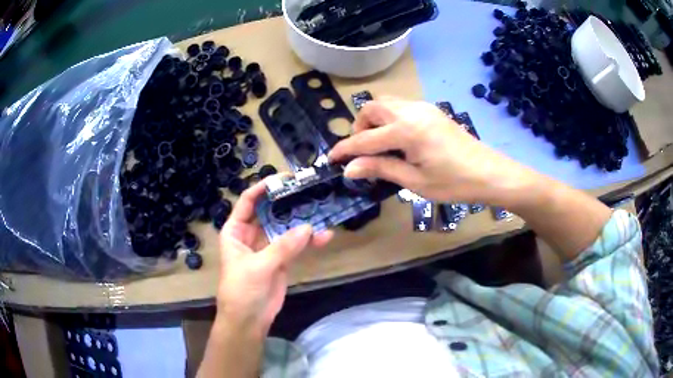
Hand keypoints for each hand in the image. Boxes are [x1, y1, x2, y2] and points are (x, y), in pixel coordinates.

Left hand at [217, 179, 333, 333]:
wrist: (248, 320)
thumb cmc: (241, 290)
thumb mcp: (257, 267)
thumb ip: (282, 247)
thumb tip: (309, 228)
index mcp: (236, 230)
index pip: (248, 202)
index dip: (263, 188)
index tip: (284, 179)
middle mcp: (251, 234)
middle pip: (270, 212)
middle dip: (288, 202)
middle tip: (309, 190)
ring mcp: (268, 247)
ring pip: (286, 228)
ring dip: (303, 222)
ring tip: (323, 211)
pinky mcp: (282, 260)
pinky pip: (296, 245)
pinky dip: (309, 241)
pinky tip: (325, 237)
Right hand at [328, 98, 534, 204]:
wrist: (489, 172)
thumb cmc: (454, 183)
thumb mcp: (415, 181)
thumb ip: (381, 169)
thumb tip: (350, 168)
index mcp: (406, 130)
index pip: (365, 138)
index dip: (345, 149)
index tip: (331, 158)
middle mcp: (411, 111)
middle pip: (372, 108)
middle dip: (360, 127)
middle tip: (363, 151)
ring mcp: (423, 107)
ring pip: (386, 103)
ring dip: (374, 120)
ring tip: (379, 145)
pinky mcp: (431, 110)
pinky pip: (401, 106)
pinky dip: (390, 118)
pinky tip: (398, 139)